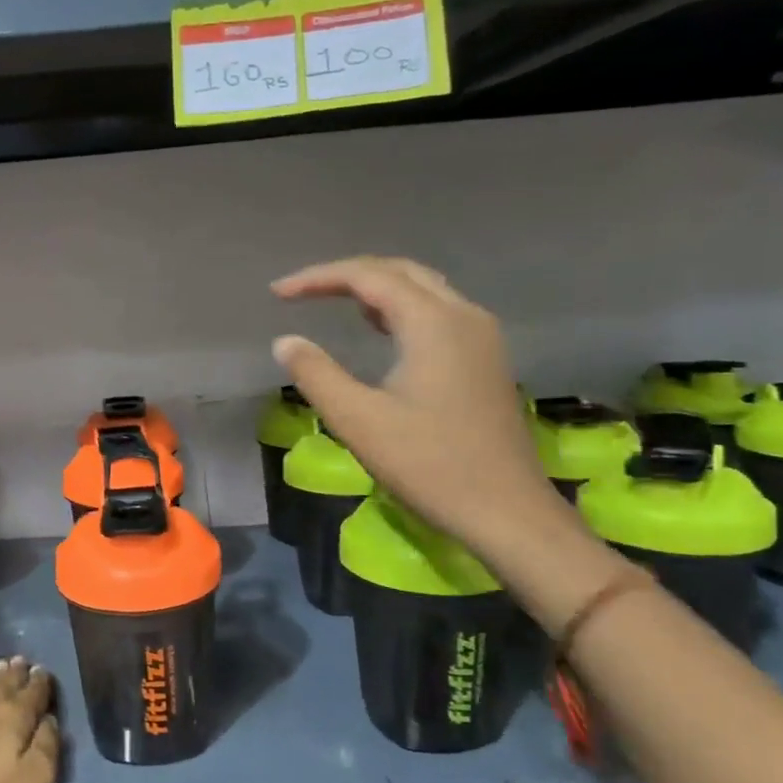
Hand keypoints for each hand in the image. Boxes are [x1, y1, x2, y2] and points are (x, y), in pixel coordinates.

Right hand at [271, 255, 568, 556]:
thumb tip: (285, 342)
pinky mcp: (487, 360)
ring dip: (377, 289)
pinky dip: (402, 309)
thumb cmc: (429, 465)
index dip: (318, 278)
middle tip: (303, 292)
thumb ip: (316, 374)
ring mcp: (482, 337)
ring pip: (424, 289)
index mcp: (434, 323)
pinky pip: (439, 312)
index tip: (277, 293)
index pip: (368, 277)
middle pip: (400, 272)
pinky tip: (382, 332)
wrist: (506, 511)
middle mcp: (464, 315)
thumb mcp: (359, 420)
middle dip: (347, 275)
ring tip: (334, 304)